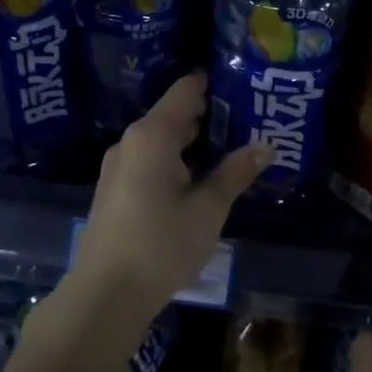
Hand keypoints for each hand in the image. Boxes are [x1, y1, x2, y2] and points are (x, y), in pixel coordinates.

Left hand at [70, 72, 270, 313]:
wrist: (106, 293)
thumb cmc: (161, 244)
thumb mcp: (207, 209)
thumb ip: (234, 173)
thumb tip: (264, 146)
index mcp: (152, 136)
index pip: (184, 92)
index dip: (211, 82)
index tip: (239, 77)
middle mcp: (130, 143)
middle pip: (172, 115)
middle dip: (207, 114)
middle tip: (247, 115)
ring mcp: (118, 168)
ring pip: (161, 141)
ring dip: (192, 141)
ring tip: (230, 144)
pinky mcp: (115, 192)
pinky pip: (150, 162)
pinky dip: (176, 160)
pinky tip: (199, 176)